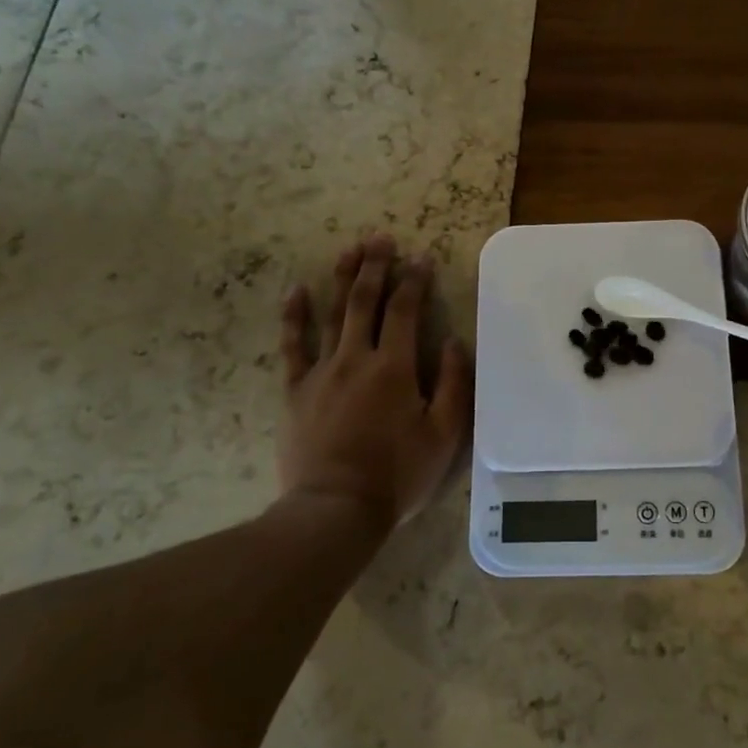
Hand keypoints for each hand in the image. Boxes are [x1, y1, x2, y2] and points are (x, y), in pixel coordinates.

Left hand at [278, 235, 471, 530]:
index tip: (421, 258)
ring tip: (349, 249)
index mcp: (395, 367)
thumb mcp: (444, 435)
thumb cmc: (397, 474)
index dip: (415, 281)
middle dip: (375, 266)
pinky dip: (294, 317)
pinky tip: (296, 291)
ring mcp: (321, 372)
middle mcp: (357, 358)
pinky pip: (293, 346)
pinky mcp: (295, 390)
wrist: (335, 509)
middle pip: (366, 301)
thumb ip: (454, 385)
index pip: (406, 311)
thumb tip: (454, 343)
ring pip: (332, 314)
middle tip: (381, 238)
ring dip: (342, 279)